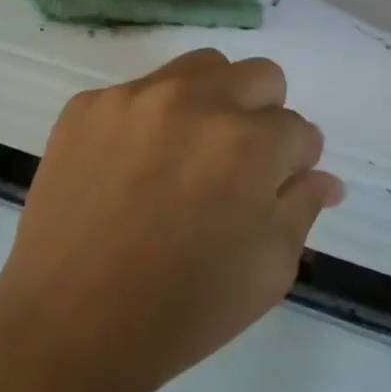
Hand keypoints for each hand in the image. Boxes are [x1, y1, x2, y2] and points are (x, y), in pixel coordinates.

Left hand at [0, 49, 343, 391]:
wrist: (68, 323)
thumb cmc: (182, 309)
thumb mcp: (268, 271)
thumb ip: (301, 208)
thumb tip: (322, 177)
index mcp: (248, 141)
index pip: (299, 129)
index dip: (295, 162)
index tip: (277, 186)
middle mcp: (195, 100)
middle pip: (258, 76)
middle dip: (264, 115)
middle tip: (239, 163)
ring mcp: (134, 96)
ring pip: (198, 68)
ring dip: (211, 100)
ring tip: (187, 153)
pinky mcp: (87, 105)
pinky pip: (136, 93)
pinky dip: (148, 121)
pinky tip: (129, 168)